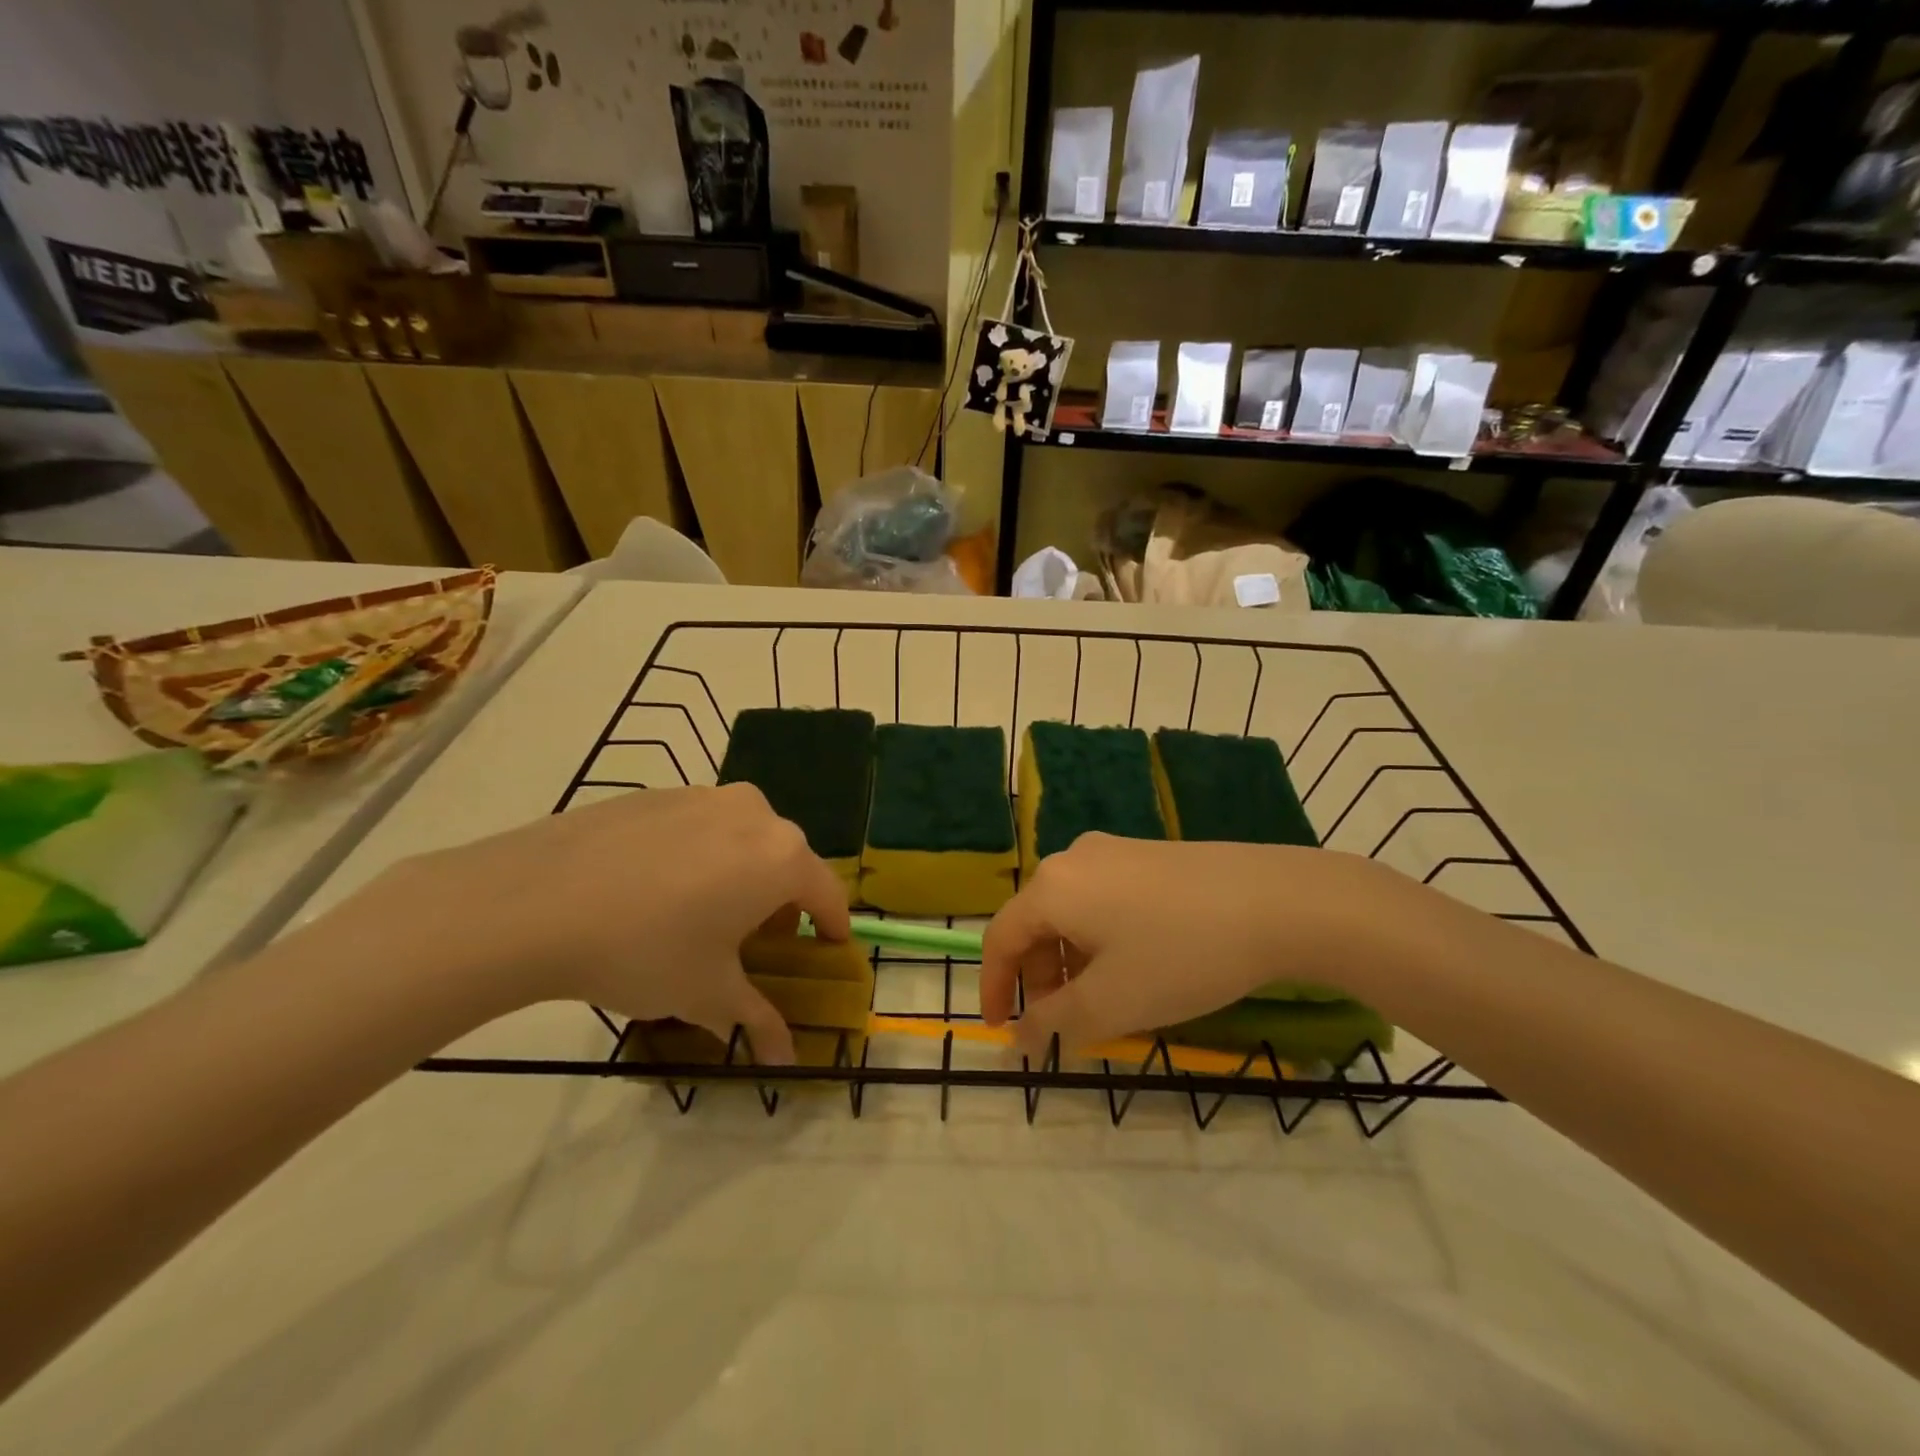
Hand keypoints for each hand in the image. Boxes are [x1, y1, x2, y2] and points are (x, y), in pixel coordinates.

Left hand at [345, 784, 849, 1064]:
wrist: (530, 902)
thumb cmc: (644, 950)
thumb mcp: (707, 994)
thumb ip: (756, 1021)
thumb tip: (784, 1061)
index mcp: (781, 856)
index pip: (828, 893)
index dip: (832, 927)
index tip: (828, 950)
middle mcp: (754, 814)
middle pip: (786, 861)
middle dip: (782, 903)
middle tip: (756, 942)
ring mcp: (702, 796)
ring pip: (743, 839)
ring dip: (740, 875)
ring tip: (702, 915)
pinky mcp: (656, 793)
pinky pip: (698, 827)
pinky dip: (698, 857)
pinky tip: (654, 892)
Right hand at [980, 834, 1409, 1054]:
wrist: (1278, 901)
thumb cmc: (1182, 954)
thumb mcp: (1112, 1002)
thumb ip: (1055, 1022)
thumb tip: (1020, 1036)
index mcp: (1052, 887)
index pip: (1000, 938)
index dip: (994, 987)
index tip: (1004, 1029)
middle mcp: (1074, 858)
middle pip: (1037, 923)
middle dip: (1043, 978)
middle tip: (1066, 1022)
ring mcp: (1114, 850)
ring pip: (1073, 913)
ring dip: (1075, 961)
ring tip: (1109, 998)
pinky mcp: (1148, 854)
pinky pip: (1104, 899)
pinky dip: (1103, 939)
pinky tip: (1140, 964)